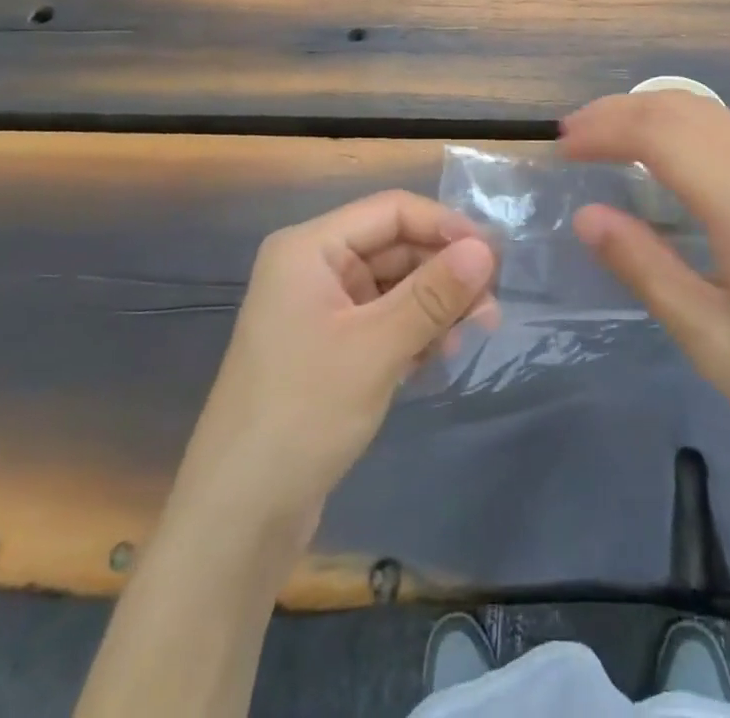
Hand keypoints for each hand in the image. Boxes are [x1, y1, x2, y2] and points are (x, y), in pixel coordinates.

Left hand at [189, 191, 497, 536]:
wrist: (237, 519)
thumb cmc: (302, 415)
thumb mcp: (377, 348)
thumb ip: (434, 294)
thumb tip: (485, 250)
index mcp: (310, 249)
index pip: (391, 211)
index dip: (445, 226)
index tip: (493, 257)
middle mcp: (313, 268)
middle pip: (395, 247)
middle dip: (444, 273)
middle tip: (490, 308)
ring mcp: (320, 309)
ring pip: (394, 285)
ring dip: (434, 305)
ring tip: (469, 336)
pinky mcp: (329, 347)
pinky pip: (383, 319)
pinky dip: (414, 331)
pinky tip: (436, 358)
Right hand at [561, 93, 729, 469]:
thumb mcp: (709, 337)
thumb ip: (644, 266)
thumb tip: (587, 215)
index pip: (661, 134)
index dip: (605, 130)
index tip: (561, 149)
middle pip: (684, 110)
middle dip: (621, 112)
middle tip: (572, 137)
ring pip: (711, 114)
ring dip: (654, 113)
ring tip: (607, 137)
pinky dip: (686, 126)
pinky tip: (669, 154)